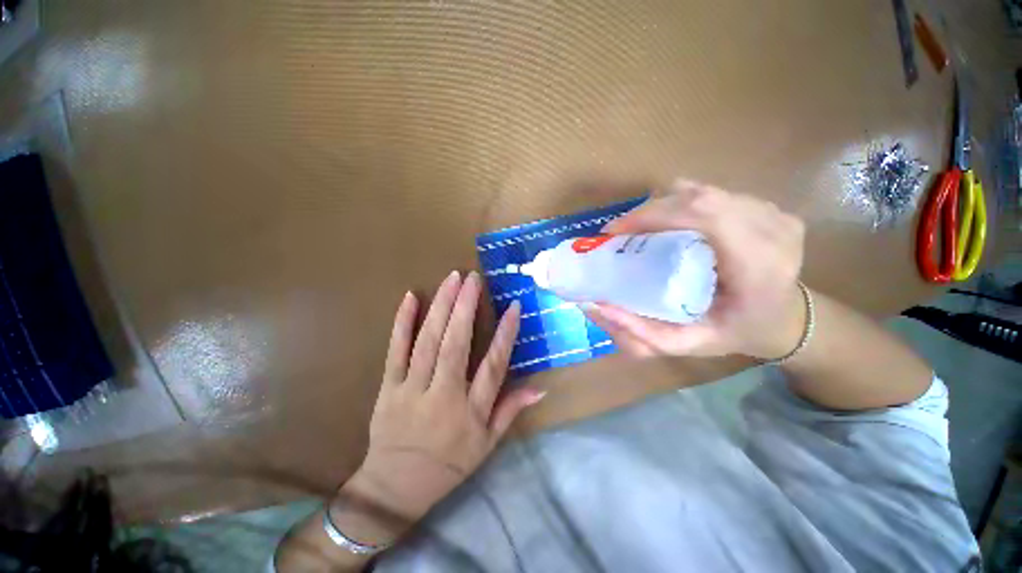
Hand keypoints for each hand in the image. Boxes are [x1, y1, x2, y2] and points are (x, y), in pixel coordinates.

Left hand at [348, 271, 544, 526]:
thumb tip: (540, 388)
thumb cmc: (449, 465)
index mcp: (471, 411)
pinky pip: (395, 350)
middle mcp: (444, 395)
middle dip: (466, 307)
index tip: (513, 307)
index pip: (492, 366)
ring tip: (451, 279)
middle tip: (473, 278)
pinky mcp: (388, 387)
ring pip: (428, 342)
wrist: (400, 480)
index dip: (504, 335)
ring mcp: (412, 389)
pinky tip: (411, 298)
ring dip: (440, 307)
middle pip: (456, 345)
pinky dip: (403, 323)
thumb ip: (510, 412)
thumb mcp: (486, 445)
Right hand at [585, 179, 806, 359]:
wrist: (789, 321)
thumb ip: (646, 335)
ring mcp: (778, 214)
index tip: (617, 231)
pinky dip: (699, 205)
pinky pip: (724, 194)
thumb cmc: (743, 335)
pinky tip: (695, 228)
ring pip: (711, 191)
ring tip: (659, 230)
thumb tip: (595, 306)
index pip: (702, 213)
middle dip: (657, 208)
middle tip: (631, 232)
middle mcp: (773, 230)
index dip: (654, 213)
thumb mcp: (695, 344)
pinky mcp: (776, 207)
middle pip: (703, 196)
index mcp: (760, 266)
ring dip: (676, 205)